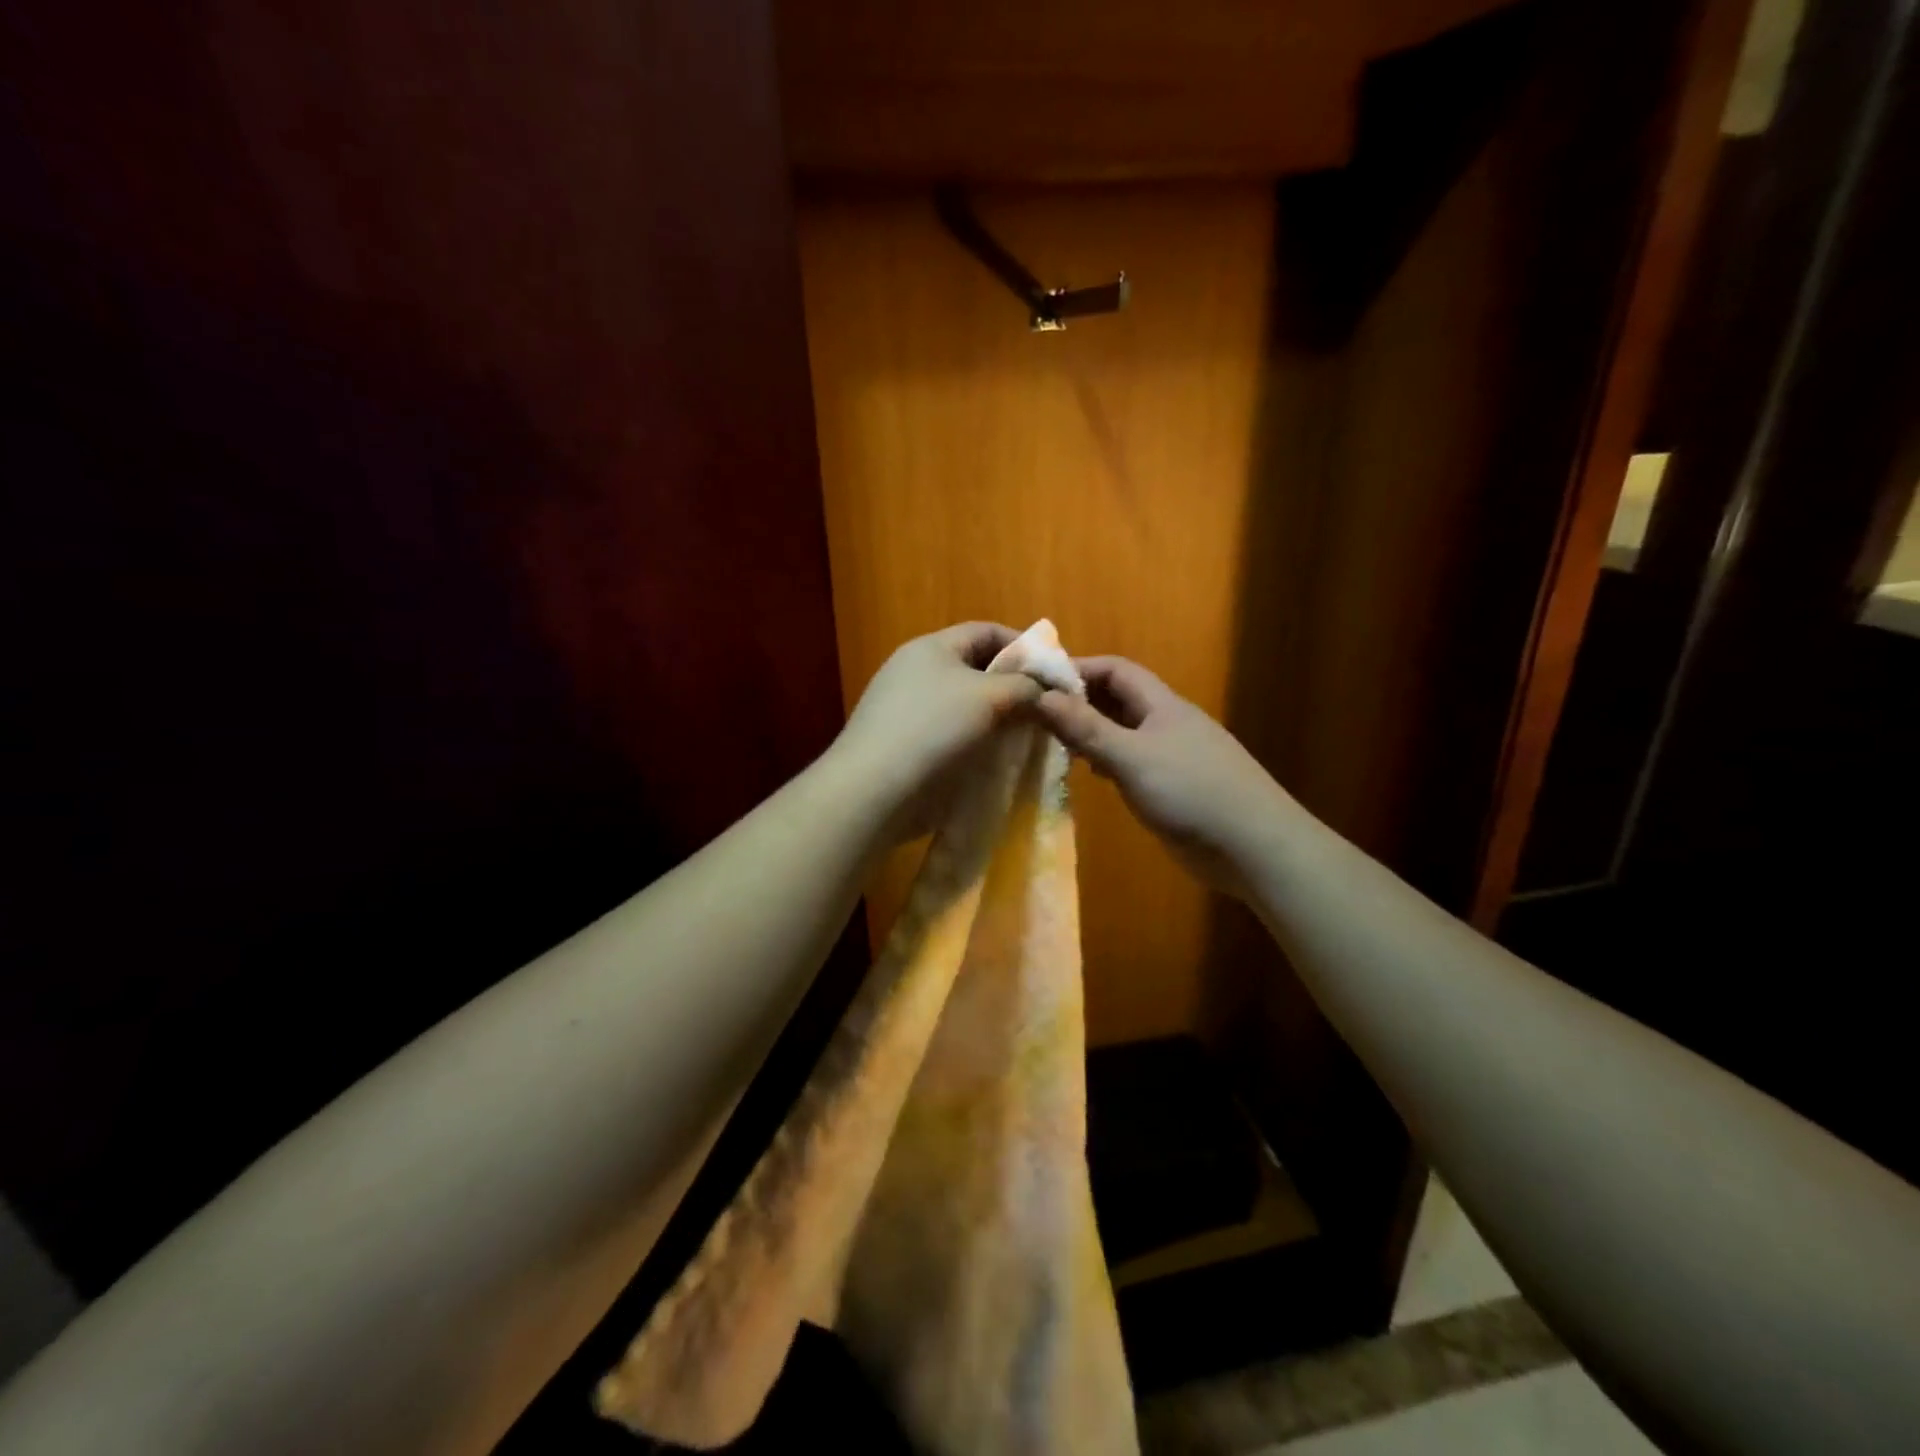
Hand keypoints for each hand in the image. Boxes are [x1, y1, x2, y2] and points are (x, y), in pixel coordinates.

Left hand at [830, 622, 1042, 841]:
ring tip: (1031, 735)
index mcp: (932, 648)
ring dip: (1000, 717)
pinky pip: (954, 734)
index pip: (986, 631)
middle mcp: (917, 672)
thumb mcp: (988, 696)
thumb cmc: (933, 728)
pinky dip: (979, 741)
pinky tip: (1000, 759)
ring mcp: (909, 710)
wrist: (874, 789)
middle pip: (977, 668)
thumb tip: (1043, 690)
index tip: (1055, 671)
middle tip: (1048, 708)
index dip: (1024, 645)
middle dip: (1014, 685)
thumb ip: (1023, 686)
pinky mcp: (908, 745)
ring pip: (967, 705)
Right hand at [1032, 657, 1287, 896]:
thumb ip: (1086, 728)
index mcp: (1162, 705)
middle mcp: (1167, 724)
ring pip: (1124, 733)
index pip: (1116, 670)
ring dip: (1092, 733)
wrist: (1253, 846)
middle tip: (1038, 715)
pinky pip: (1133, 763)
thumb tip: (1040, 697)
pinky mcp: (1173, 787)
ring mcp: (1172, 756)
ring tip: (1055, 743)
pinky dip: (1108, 761)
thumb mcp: (1131, 757)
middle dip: (1081, 701)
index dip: (1079, 668)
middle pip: (1119, 700)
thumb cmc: (1190, 792)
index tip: (1039, 681)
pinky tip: (1092, 774)